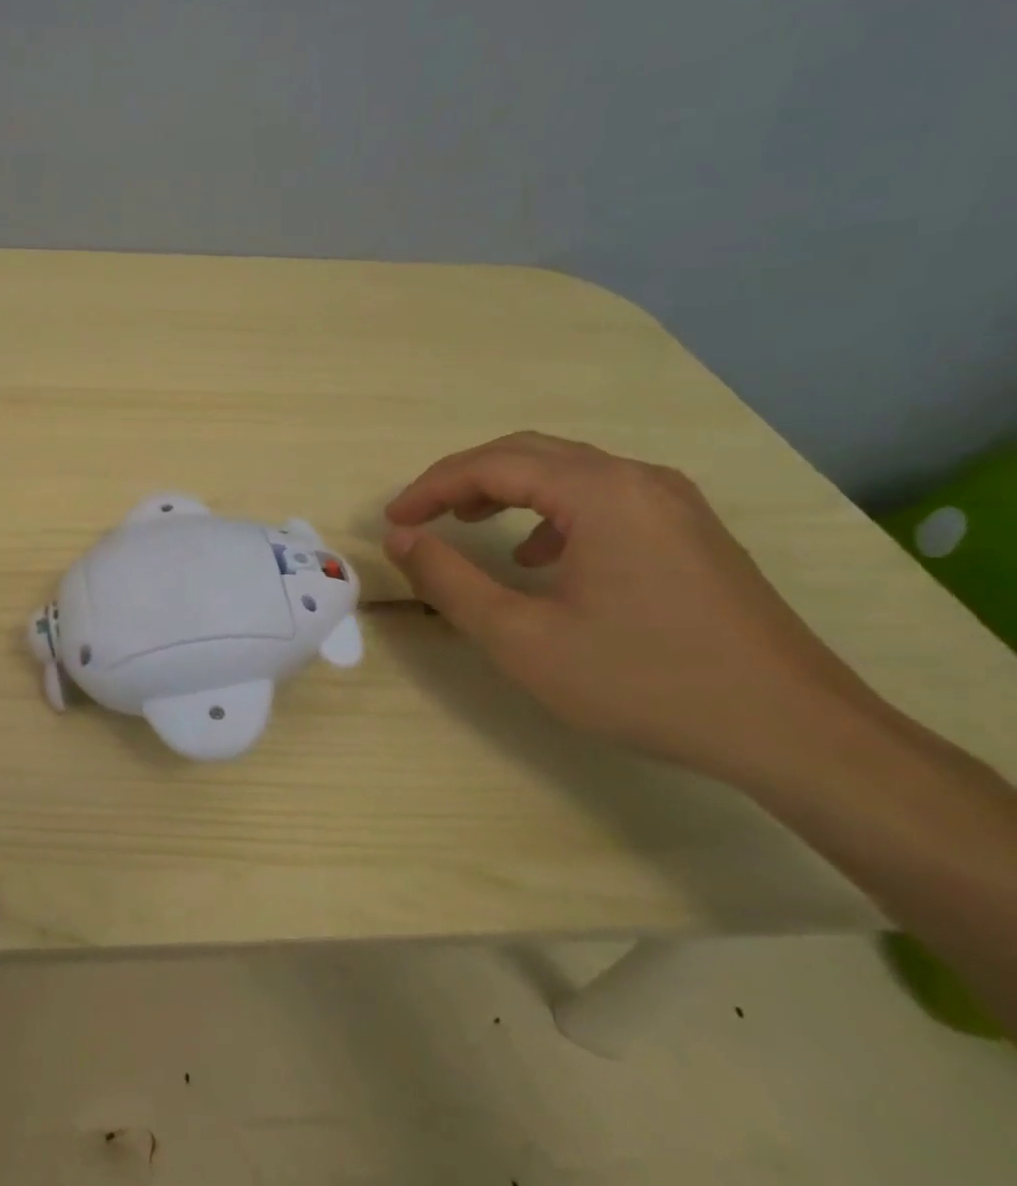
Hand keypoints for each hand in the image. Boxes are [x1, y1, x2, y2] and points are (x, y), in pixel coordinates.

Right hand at [383, 433, 884, 781]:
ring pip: (566, 472)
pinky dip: (551, 512)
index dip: (430, 488)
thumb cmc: (644, 680)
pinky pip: (602, 497)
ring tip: (467, 525)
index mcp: (598, 492)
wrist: (794, 732)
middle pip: (528, 454)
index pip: (491, 464)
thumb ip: (448, 580)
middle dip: (463, 480)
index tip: (392, 521)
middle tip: (419, 516)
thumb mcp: (521, 637)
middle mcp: (637, 479)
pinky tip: (540, 558)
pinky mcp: (689, 532)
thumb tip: (399, 538)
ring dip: (506, 490)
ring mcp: (672, 503)